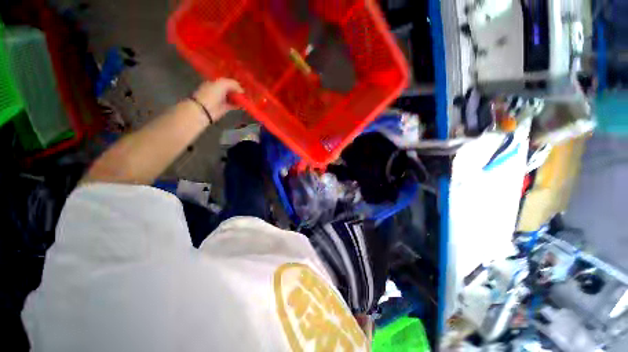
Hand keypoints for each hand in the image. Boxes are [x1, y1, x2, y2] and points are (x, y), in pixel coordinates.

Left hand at [193, 78, 243, 121]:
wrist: (205, 110)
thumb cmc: (211, 94)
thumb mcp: (222, 83)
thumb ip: (232, 83)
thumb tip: (241, 89)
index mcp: (214, 82)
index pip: (226, 81)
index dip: (234, 82)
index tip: (242, 85)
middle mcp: (217, 90)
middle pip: (230, 89)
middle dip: (237, 90)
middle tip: (246, 92)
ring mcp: (221, 99)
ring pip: (233, 97)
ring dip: (239, 98)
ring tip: (247, 98)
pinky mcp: (225, 108)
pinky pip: (234, 105)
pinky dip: (239, 105)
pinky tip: (245, 105)